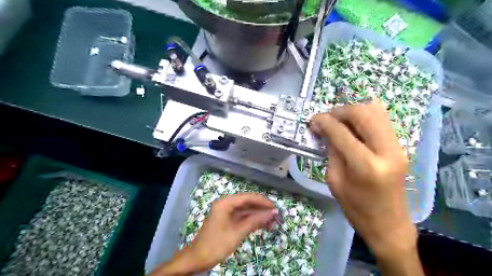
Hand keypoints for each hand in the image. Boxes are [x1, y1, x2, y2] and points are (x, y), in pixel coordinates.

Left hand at [151, 193, 276, 274]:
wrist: (197, 258)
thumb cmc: (216, 244)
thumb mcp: (237, 233)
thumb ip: (255, 221)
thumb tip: (272, 213)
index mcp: (225, 203)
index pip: (247, 197)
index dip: (262, 201)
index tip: (274, 207)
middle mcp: (225, 204)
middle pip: (247, 202)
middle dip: (261, 208)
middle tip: (275, 215)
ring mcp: (225, 212)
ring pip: (245, 210)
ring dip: (257, 215)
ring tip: (271, 221)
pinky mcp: (226, 219)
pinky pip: (241, 216)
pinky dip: (251, 220)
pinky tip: (261, 224)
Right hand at [308, 100, 419, 272]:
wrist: (389, 224)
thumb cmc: (356, 208)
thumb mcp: (335, 181)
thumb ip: (332, 151)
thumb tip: (325, 129)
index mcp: (366, 166)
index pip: (342, 132)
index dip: (325, 122)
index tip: (313, 119)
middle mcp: (386, 151)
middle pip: (363, 113)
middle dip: (341, 111)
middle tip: (327, 118)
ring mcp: (398, 147)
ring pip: (376, 111)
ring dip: (354, 111)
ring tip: (339, 120)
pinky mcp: (400, 147)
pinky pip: (382, 120)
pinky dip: (365, 117)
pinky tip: (353, 126)